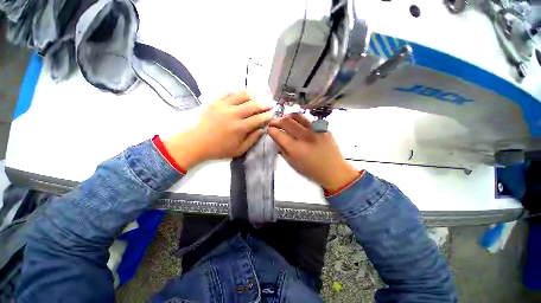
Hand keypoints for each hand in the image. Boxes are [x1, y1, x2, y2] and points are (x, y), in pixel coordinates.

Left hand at [164, 92, 271, 169]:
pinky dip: (237, 95)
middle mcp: (233, 114)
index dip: (267, 116)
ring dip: (251, 97)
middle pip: (253, 105)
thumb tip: (262, 130)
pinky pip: (229, 93)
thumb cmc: (219, 149)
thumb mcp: (239, 150)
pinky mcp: (215, 102)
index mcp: (240, 128)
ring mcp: (224, 106)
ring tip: (254, 101)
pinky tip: (240, 99)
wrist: (197, 142)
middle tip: (269, 104)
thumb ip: (252, 139)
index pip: (258, 118)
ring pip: (242, 95)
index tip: (271, 114)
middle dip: (264, 104)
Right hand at [268, 113, 358, 191]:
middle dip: (276, 120)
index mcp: (296, 149)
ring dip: (288, 116)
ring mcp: (315, 130)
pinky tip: (298, 124)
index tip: (269, 129)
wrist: (333, 170)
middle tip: (273, 122)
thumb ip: (282, 150)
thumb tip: (276, 138)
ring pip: (298, 116)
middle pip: (286, 121)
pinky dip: (300, 120)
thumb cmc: (311, 170)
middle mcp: (305, 137)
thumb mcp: (293, 163)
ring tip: (284, 119)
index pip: (279, 134)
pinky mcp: (323, 128)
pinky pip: (308, 120)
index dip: (271, 130)